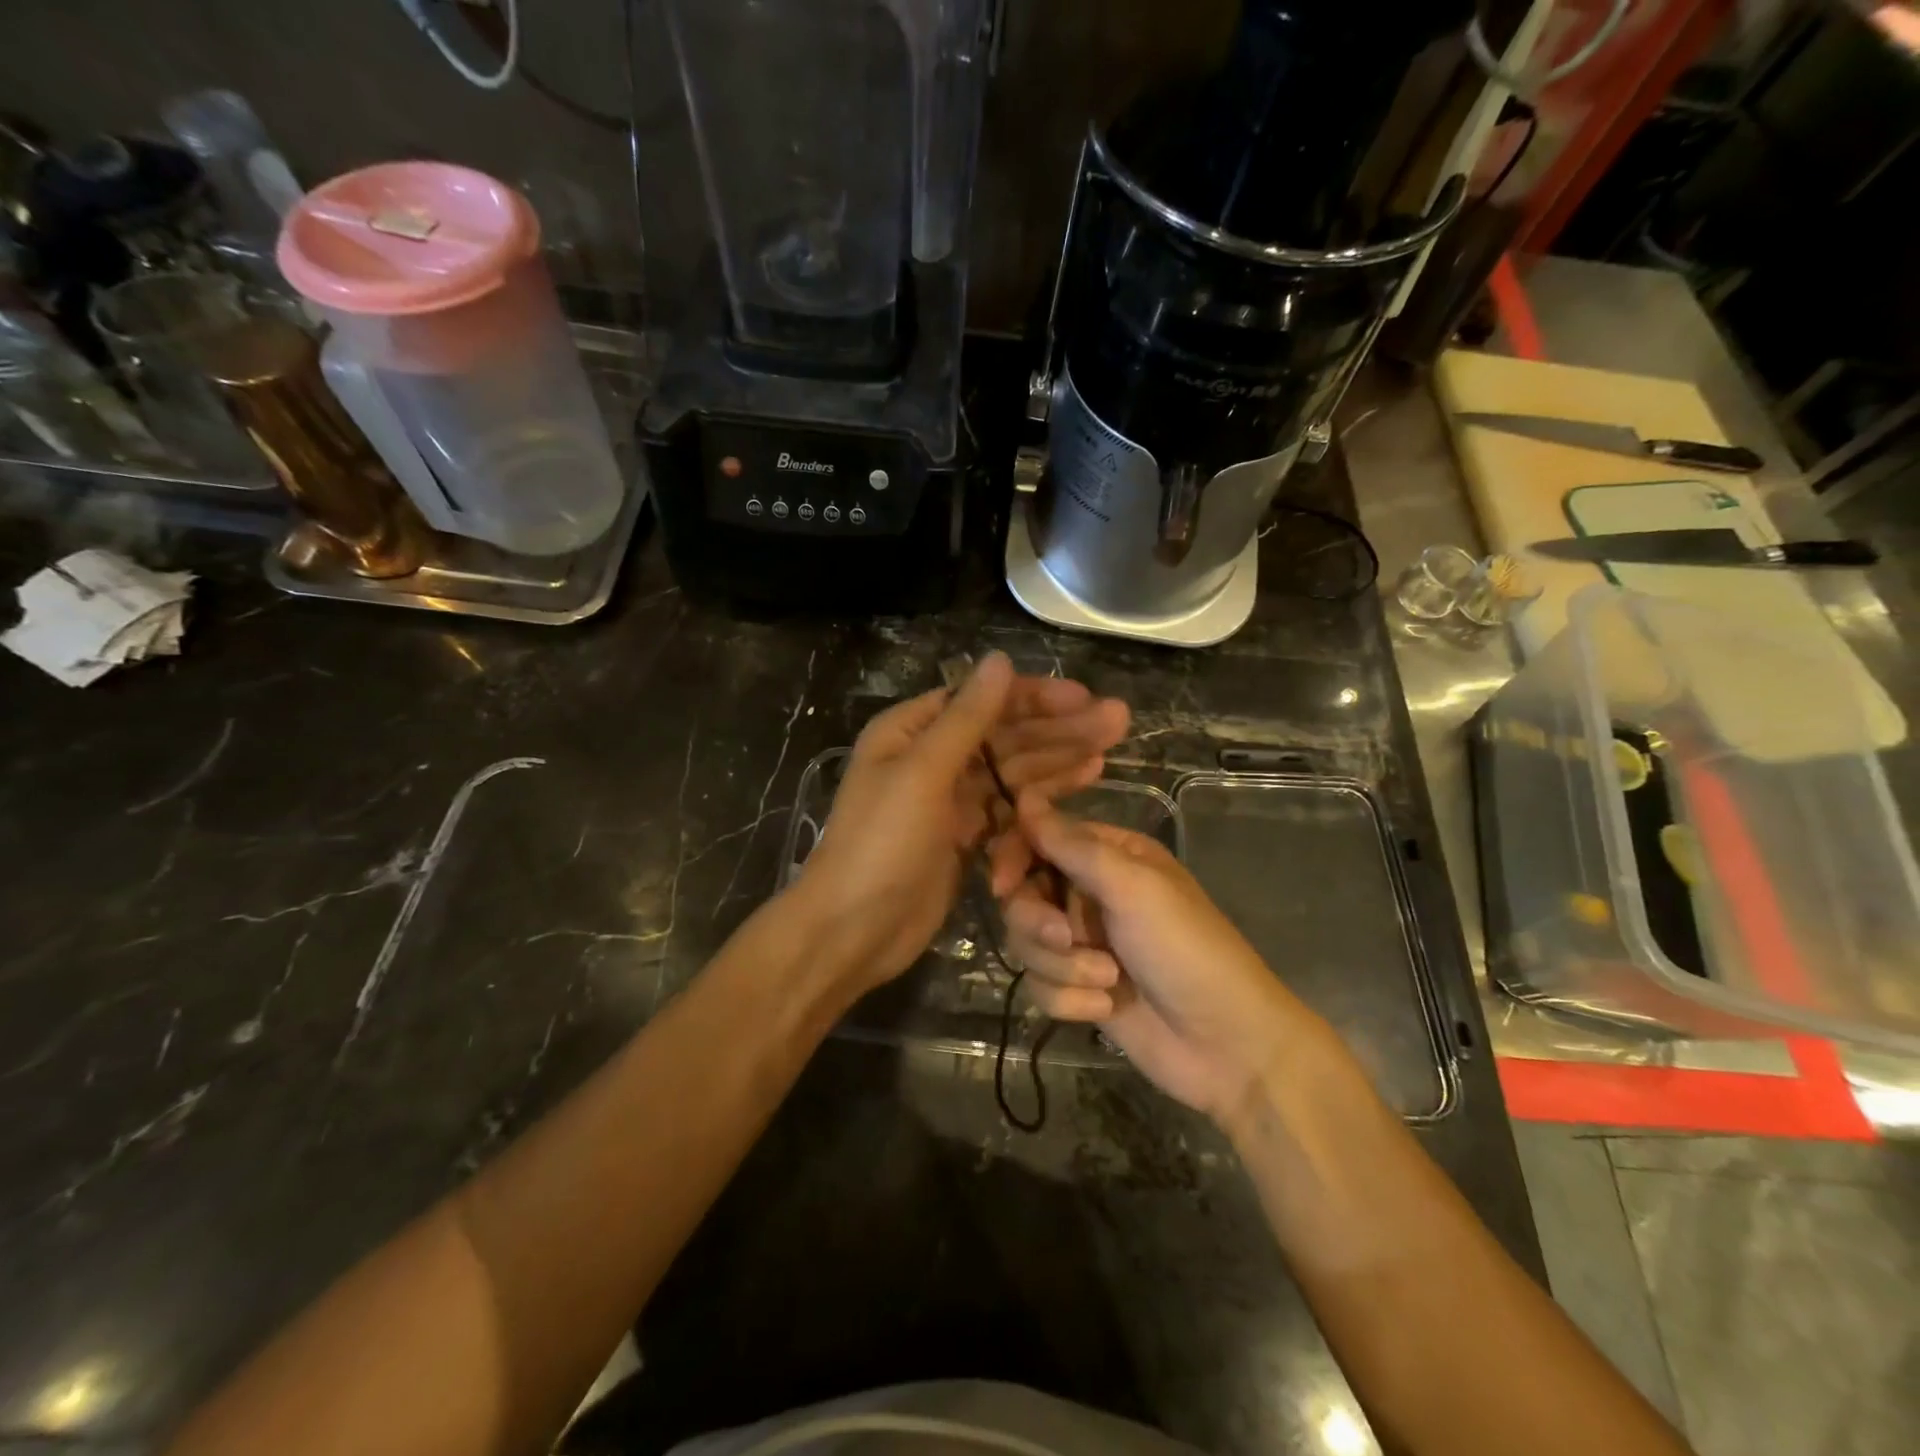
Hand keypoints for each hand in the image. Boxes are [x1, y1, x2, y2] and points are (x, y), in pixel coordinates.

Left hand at [791, 654, 1125, 992]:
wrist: (853, 929)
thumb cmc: (882, 843)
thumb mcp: (923, 772)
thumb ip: (967, 718)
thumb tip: (1000, 659)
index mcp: (913, 731)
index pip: (983, 701)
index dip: (1035, 697)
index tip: (1085, 698)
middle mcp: (933, 757)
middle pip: (1005, 735)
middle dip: (1059, 728)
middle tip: (1118, 721)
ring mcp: (951, 799)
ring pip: (1013, 770)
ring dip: (1059, 758)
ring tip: (1109, 750)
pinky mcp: (966, 836)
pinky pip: (1011, 806)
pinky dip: (1042, 797)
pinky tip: (1082, 784)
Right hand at [999, 793, 1314, 1125]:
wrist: (1226, 1044)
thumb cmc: (1186, 949)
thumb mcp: (1133, 887)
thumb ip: (1073, 845)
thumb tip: (1024, 799)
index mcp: (1109, 856)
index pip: (1039, 839)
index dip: (1014, 858)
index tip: (1003, 884)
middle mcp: (1090, 893)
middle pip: (1023, 895)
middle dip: (1039, 923)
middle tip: (1068, 939)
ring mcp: (1083, 944)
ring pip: (1027, 943)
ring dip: (1063, 967)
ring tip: (1107, 981)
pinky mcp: (1078, 988)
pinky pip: (1040, 986)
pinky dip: (1071, 999)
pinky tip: (1107, 1007)